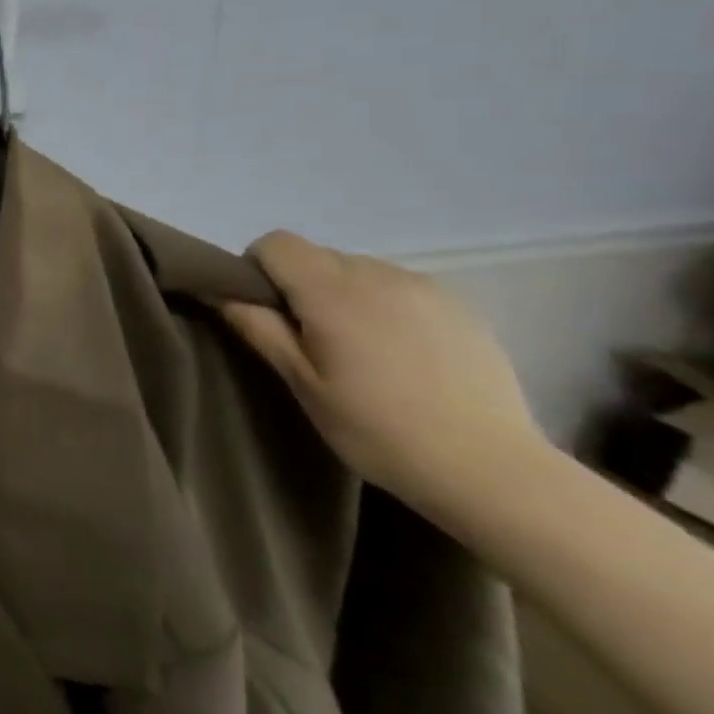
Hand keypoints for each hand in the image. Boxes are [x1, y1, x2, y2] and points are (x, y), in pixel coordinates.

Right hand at [221, 231, 538, 509]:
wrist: (491, 469)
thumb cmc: (378, 429)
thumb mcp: (302, 383)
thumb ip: (259, 328)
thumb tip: (222, 292)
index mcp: (332, 291)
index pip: (276, 244)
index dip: (258, 268)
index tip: (264, 310)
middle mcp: (377, 274)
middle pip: (317, 256)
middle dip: (300, 286)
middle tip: (309, 339)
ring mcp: (424, 288)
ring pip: (358, 270)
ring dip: (343, 295)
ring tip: (359, 349)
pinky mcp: (460, 306)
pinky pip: (399, 288)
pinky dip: (383, 306)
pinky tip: (401, 355)